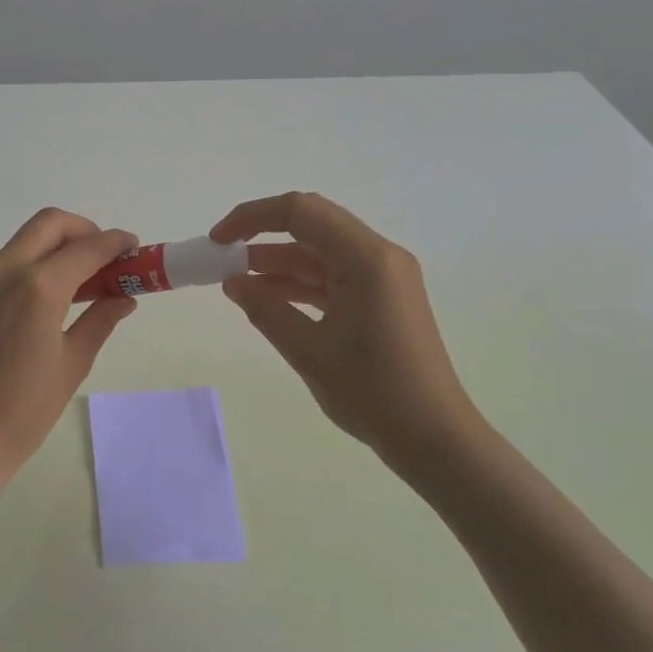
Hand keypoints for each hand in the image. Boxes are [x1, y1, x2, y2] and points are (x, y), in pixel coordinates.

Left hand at [0, 209, 138, 482]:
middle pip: (49, 224)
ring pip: (22, 243)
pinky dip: (28, 269)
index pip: (87, 247)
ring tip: (76, 284)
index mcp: (37, 287)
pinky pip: (1, 267)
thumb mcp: (72, 364)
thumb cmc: (23, 412)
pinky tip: (39, 305)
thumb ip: (101, 320)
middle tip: (103, 258)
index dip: (116, 243)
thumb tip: (124, 297)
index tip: (134, 248)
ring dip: (54, 249)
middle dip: (83, 230)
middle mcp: (3, 271)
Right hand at [212, 192, 475, 465]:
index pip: (300, 212)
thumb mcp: (308, 351)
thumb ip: (265, 310)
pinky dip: (300, 284)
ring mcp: (384, 278)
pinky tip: (269, 299)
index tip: (218, 241)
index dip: (252, 217)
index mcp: (366, 258)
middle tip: (223, 258)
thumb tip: (233, 282)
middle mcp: (379, 257)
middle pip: (312, 226)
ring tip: (236, 282)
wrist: (435, 439)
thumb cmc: (373, 392)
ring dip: (279, 263)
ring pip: (321, 253)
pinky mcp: (383, 300)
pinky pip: (334, 277)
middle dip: (263, 236)